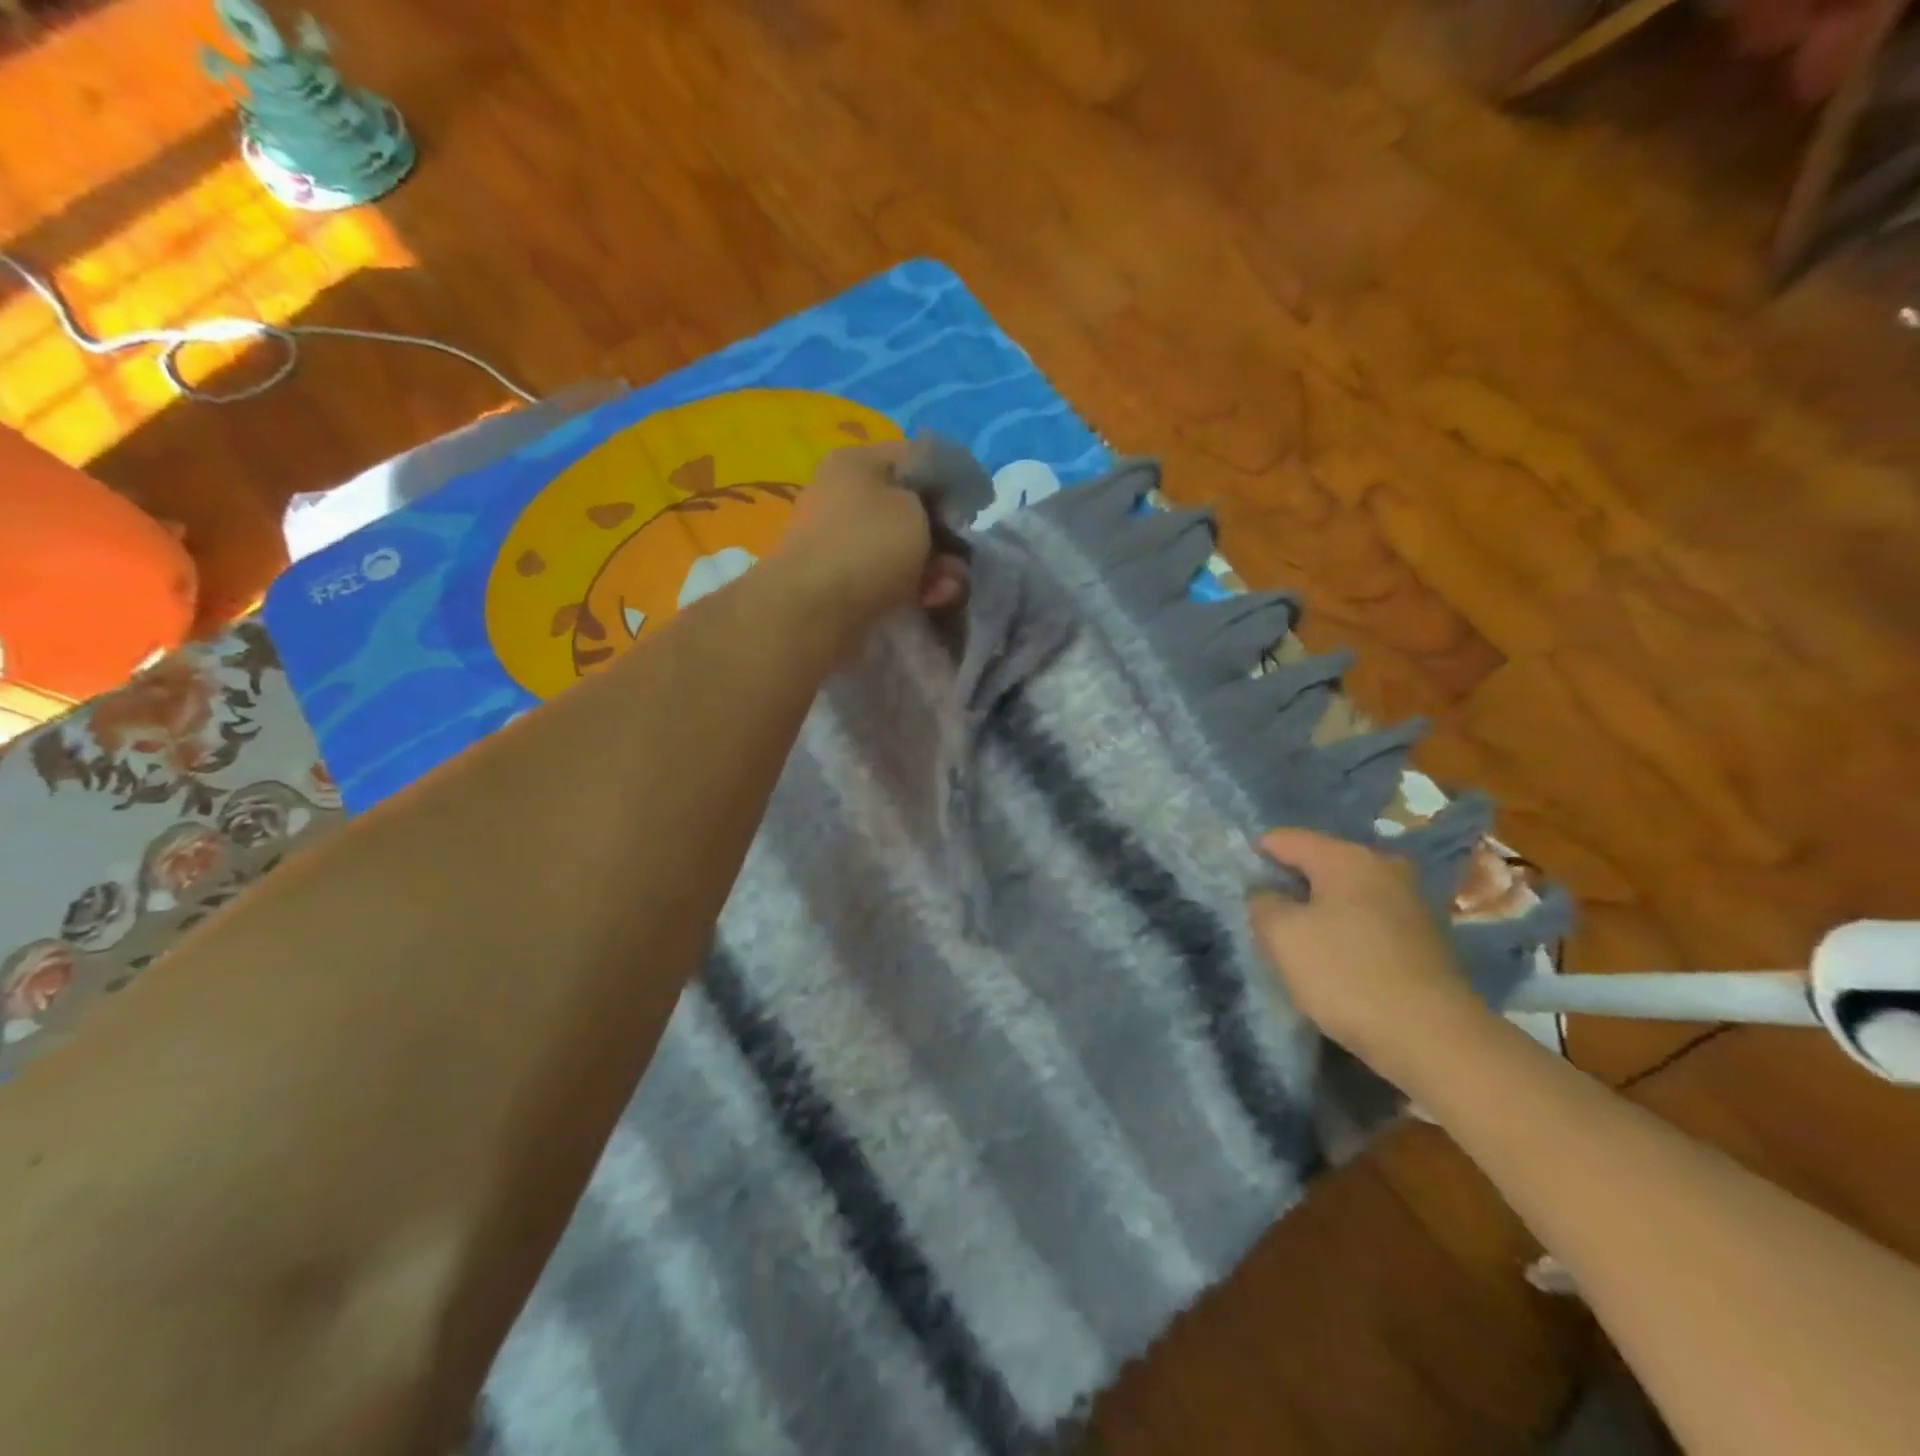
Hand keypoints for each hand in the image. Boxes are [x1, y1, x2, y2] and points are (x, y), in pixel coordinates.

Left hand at [776, 443, 970, 637]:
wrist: (814, 611)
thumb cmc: (868, 545)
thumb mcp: (916, 508)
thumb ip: (937, 505)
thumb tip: (934, 525)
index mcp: (856, 461)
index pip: (918, 457)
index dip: (954, 482)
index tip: (978, 510)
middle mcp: (842, 494)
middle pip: (912, 509)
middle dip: (944, 538)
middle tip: (959, 562)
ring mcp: (838, 539)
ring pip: (903, 548)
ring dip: (933, 569)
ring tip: (943, 592)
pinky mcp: (839, 579)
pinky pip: (887, 576)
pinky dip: (910, 588)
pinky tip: (925, 602)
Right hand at [1248, 828, 1493, 1083]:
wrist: (1434, 1039)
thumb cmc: (1346, 974)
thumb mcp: (1282, 936)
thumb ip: (1262, 903)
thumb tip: (1267, 894)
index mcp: (1346, 857)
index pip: (1285, 839)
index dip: (1255, 856)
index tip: (1237, 885)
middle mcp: (1382, 867)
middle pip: (1318, 864)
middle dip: (1289, 884)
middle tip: (1264, 916)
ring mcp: (1409, 902)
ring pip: (1344, 894)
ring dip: (1318, 911)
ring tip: (1295, 942)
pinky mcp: (1423, 938)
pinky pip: (1367, 920)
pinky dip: (1345, 931)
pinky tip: (1334, 960)